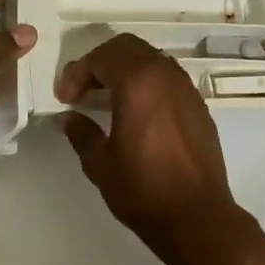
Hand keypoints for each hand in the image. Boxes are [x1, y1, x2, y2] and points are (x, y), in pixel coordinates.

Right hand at [55, 34, 243, 264]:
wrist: (198, 218)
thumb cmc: (143, 190)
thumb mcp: (100, 163)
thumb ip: (81, 132)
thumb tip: (68, 118)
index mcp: (137, 82)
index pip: (101, 57)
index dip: (77, 73)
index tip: (65, 99)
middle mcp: (164, 75)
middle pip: (127, 47)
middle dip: (100, 62)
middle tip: (83, 90)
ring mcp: (186, 89)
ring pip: (150, 58)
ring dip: (125, 69)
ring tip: (108, 98)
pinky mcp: (199, 106)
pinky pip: (168, 78)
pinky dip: (147, 82)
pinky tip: (137, 112)